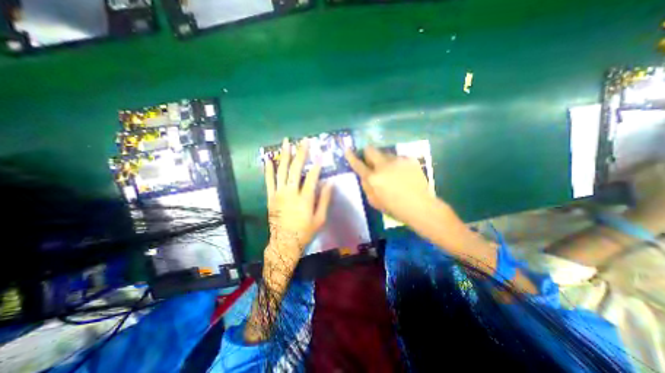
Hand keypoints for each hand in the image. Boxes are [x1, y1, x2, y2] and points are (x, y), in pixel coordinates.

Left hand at [263, 137, 328, 264]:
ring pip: (281, 171)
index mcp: (305, 198)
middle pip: (296, 169)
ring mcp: (279, 194)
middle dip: (301, 153)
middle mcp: (291, 193)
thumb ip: (325, 200)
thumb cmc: (305, 231)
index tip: (320, 153)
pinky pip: (269, 181)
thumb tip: (330, 183)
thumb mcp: (320, 219)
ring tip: (286, 142)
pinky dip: (268, 169)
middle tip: (304, 141)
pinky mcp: (271, 197)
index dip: (317, 164)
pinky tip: (268, 159)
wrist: (284, 242)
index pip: (312, 177)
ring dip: (284, 155)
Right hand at [346, 146, 434, 226]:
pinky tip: (404, 174)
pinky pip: (398, 158)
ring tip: (393, 172)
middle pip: (371, 150)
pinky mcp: (410, 159)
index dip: (351, 157)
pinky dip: (397, 164)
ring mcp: (398, 160)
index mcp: (373, 178)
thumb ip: (366, 186)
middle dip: (367, 152)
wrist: (420, 206)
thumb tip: (364, 175)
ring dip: (384, 161)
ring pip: (386, 154)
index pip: (358, 164)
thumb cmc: (394, 208)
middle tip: (371, 160)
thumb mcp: (374, 201)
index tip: (347, 150)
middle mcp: (384, 165)